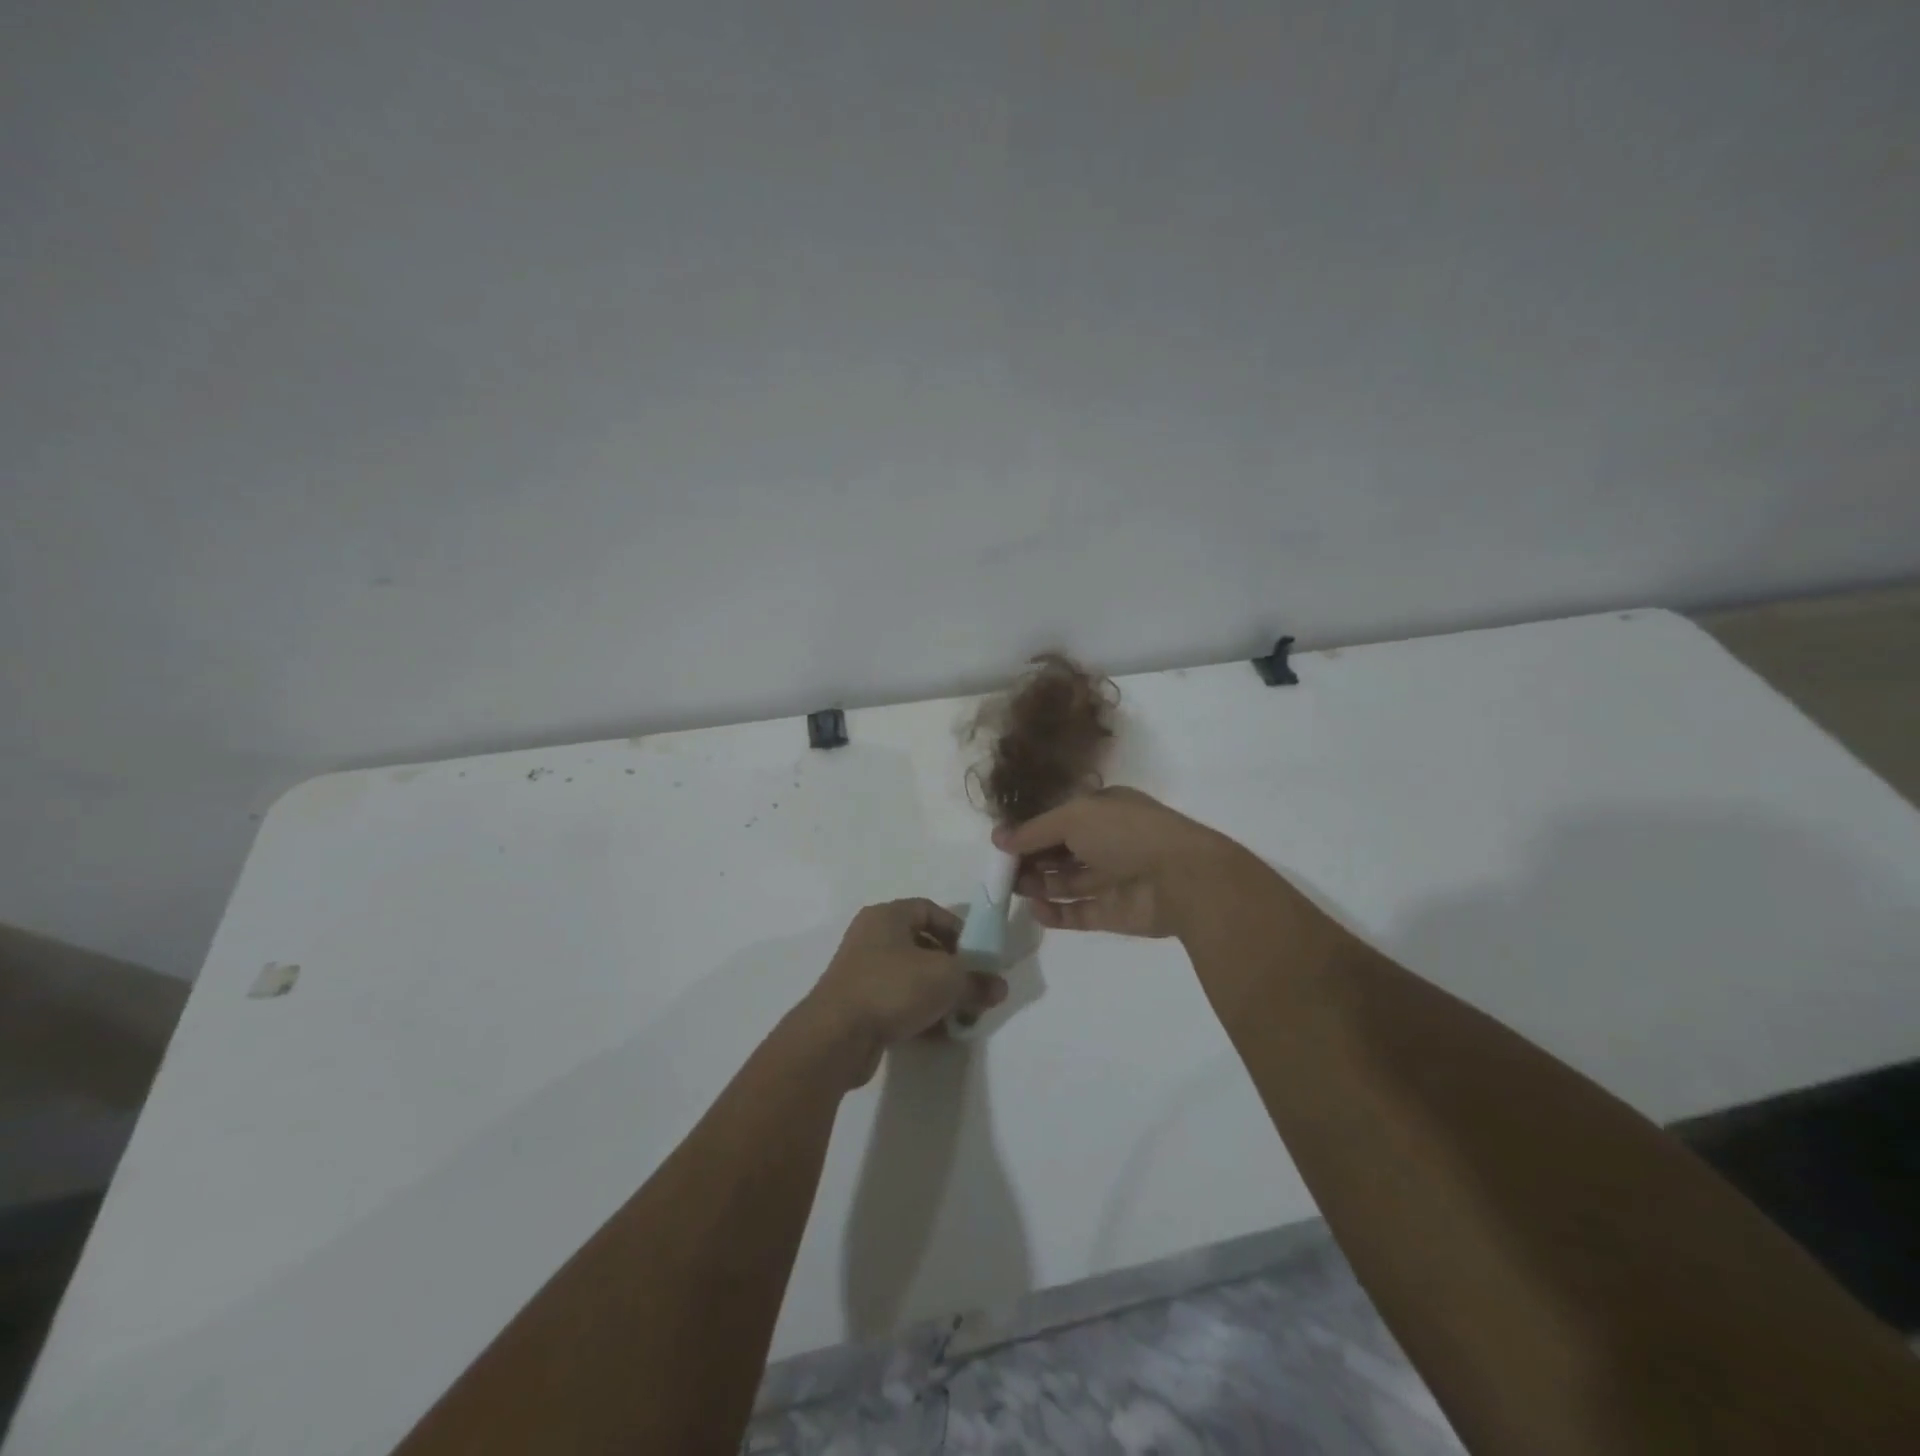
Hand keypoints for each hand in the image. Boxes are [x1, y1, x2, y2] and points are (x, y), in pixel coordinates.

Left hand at [797, 900, 1008, 1087]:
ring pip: (910, 976)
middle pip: (922, 945)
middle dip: (952, 968)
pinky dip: (918, 1012)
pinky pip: (896, 1001)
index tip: (978, 955)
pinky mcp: (857, 1005)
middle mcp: (871, 937)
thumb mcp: (947, 979)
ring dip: (937, 994)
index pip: (930, 910)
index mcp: (887, 916)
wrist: (837, 1036)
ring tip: (960, 1016)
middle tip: (973, 989)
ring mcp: (861, 972)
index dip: (958, 929)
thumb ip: (976, 981)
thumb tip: (999, 988)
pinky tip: (938, 1033)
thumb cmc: (893, 987)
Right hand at [992, 787, 1240, 938]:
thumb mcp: (1074, 817)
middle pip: (1059, 852)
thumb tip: (998, 839)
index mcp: (1102, 811)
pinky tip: (1035, 910)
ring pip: (1065, 883)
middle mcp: (1106, 842)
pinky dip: (1055, 914)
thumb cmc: (1125, 833)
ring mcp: (1111, 879)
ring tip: (1014, 889)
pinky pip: (1077, 913)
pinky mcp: (1113, 913)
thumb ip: (1034, 830)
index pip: (1058, 820)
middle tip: (1002, 871)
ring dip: (1038, 885)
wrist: (1182, 878)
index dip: (1030, 831)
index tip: (1001, 845)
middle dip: (1030, 860)